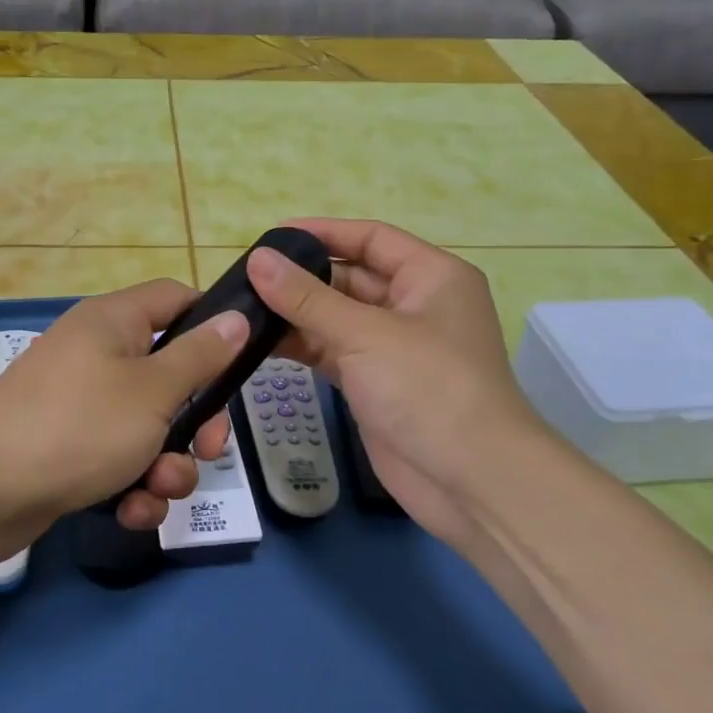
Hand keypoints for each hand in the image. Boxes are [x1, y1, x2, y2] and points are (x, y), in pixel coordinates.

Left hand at [0, 279, 246, 549]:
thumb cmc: (77, 426)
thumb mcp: (153, 390)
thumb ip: (200, 356)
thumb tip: (236, 317)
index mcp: (114, 321)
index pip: (175, 298)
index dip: (212, 322)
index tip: (238, 364)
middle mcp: (97, 354)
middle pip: (170, 372)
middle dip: (196, 418)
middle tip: (209, 448)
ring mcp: (81, 403)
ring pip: (150, 426)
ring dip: (167, 463)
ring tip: (158, 489)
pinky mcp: (69, 448)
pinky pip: (119, 458)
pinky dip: (132, 484)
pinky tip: (131, 511)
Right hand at [247, 218, 556, 544]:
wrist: (470, 480)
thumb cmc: (428, 388)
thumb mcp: (364, 333)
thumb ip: (306, 298)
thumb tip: (258, 260)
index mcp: (431, 276)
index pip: (370, 239)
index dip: (322, 233)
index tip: (271, 236)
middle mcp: (415, 305)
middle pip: (351, 277)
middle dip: (302, 278)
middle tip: (246, 277)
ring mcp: (395, 347)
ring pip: (337, 318)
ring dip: (296, 315)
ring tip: (243, 310)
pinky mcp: (376, 383)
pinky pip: (333, 352)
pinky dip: (302, 347)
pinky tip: (261, 344)